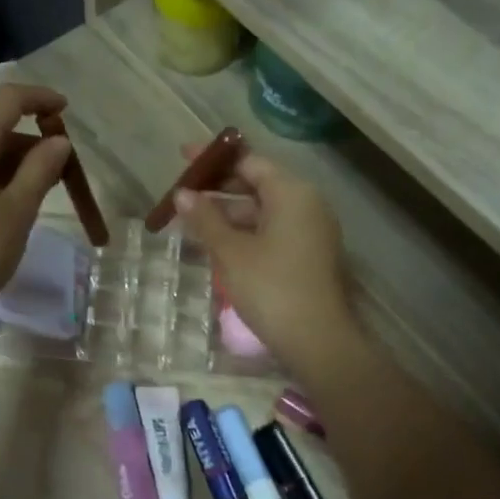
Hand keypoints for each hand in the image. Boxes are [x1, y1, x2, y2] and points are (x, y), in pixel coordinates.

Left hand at [0, 83, 74, 331]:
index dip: (38, 98)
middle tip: (59, 171)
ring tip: (37, 192)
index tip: (63, 109)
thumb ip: (41, 169)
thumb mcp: (19, 210)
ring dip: (9, 162)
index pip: (5, 101)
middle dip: (27, 142)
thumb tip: (57, 142)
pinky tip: (5, 202)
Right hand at [169, 146, 361, 376]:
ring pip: (263, 210)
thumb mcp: (231, 252)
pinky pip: (272, 230)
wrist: (317, 340)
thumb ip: (205, 219)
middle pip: (257, 184)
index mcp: (291, 192)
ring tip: (192, 221)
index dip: (213, 160)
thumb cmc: (271, 288)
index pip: (248, 161)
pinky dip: (245, 231)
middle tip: (182, 194)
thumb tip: (182, 194)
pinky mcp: (309, 254)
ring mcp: (311, 230)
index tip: (182, 158)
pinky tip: (219, 243)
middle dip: (218, 188)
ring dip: (228, 213)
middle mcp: (306, 203)